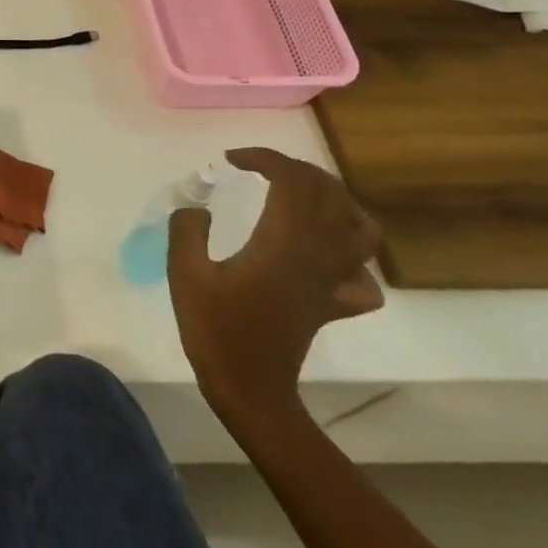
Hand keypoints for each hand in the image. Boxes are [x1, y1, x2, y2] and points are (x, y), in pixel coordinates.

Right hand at [167, 148, 383, 427]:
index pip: (292, 179)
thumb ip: (187, 230)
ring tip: (298, 197)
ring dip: (332, 199)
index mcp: (283, 242)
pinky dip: (350, 253)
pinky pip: (362, 272)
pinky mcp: (334, 301)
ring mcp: (332, 279)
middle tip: (258, 168)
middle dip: (295, 168)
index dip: (265, 158)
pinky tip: (322, 253)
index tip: (232, 159)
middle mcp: (317, 254)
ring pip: (359, 226)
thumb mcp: (185, 274)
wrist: (250, 389)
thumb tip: (196, 205)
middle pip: (329, 192)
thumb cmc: (215, 329)